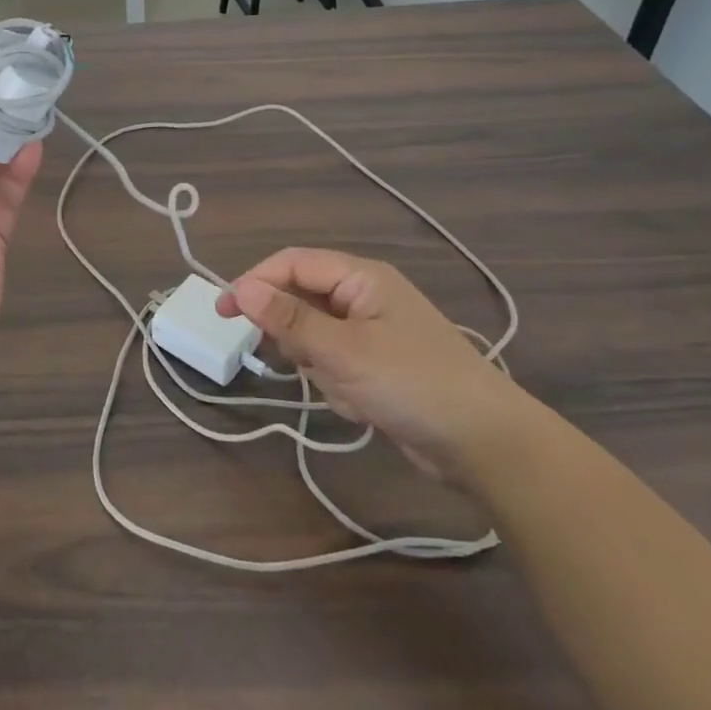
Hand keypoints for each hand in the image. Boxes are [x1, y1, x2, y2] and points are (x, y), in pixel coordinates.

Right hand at [217, 248, 535, 488]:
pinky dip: (336, 383)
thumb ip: (289, 319)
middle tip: (302, 363)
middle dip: (295, 335)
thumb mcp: (343, 351)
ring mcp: (372, 331)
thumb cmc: (413, 384)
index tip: (224, 312)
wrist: (486, 446)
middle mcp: (364, 296)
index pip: (292, 264)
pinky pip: (334, 362)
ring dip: (318, 365)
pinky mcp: (377, 364)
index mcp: (360, 277)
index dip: (255, 282)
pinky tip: (361, 404)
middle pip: (301, 299)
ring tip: (346, 389)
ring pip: (314, 336)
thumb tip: (240, 288)